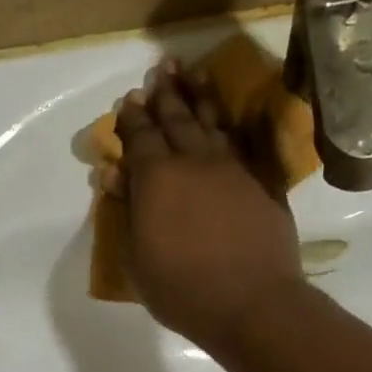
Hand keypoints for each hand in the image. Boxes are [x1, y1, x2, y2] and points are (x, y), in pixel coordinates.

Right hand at [112, 61, 303, 352]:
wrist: (251, 302)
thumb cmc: (181, 288)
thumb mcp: (137, 256)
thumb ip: (127, 210)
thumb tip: (113, 173)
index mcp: (156, 179)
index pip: (140, 137)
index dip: (132, 118)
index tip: (128, 99)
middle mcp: (193, 162)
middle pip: (176, 119)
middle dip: (165, 94)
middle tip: (160, 69)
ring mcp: (230, 169)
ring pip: (211, 123)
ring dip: (198, 97)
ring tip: (191, 74)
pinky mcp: (259, 182)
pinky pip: (239, 142)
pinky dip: (228, 124)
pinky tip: (223, 119)